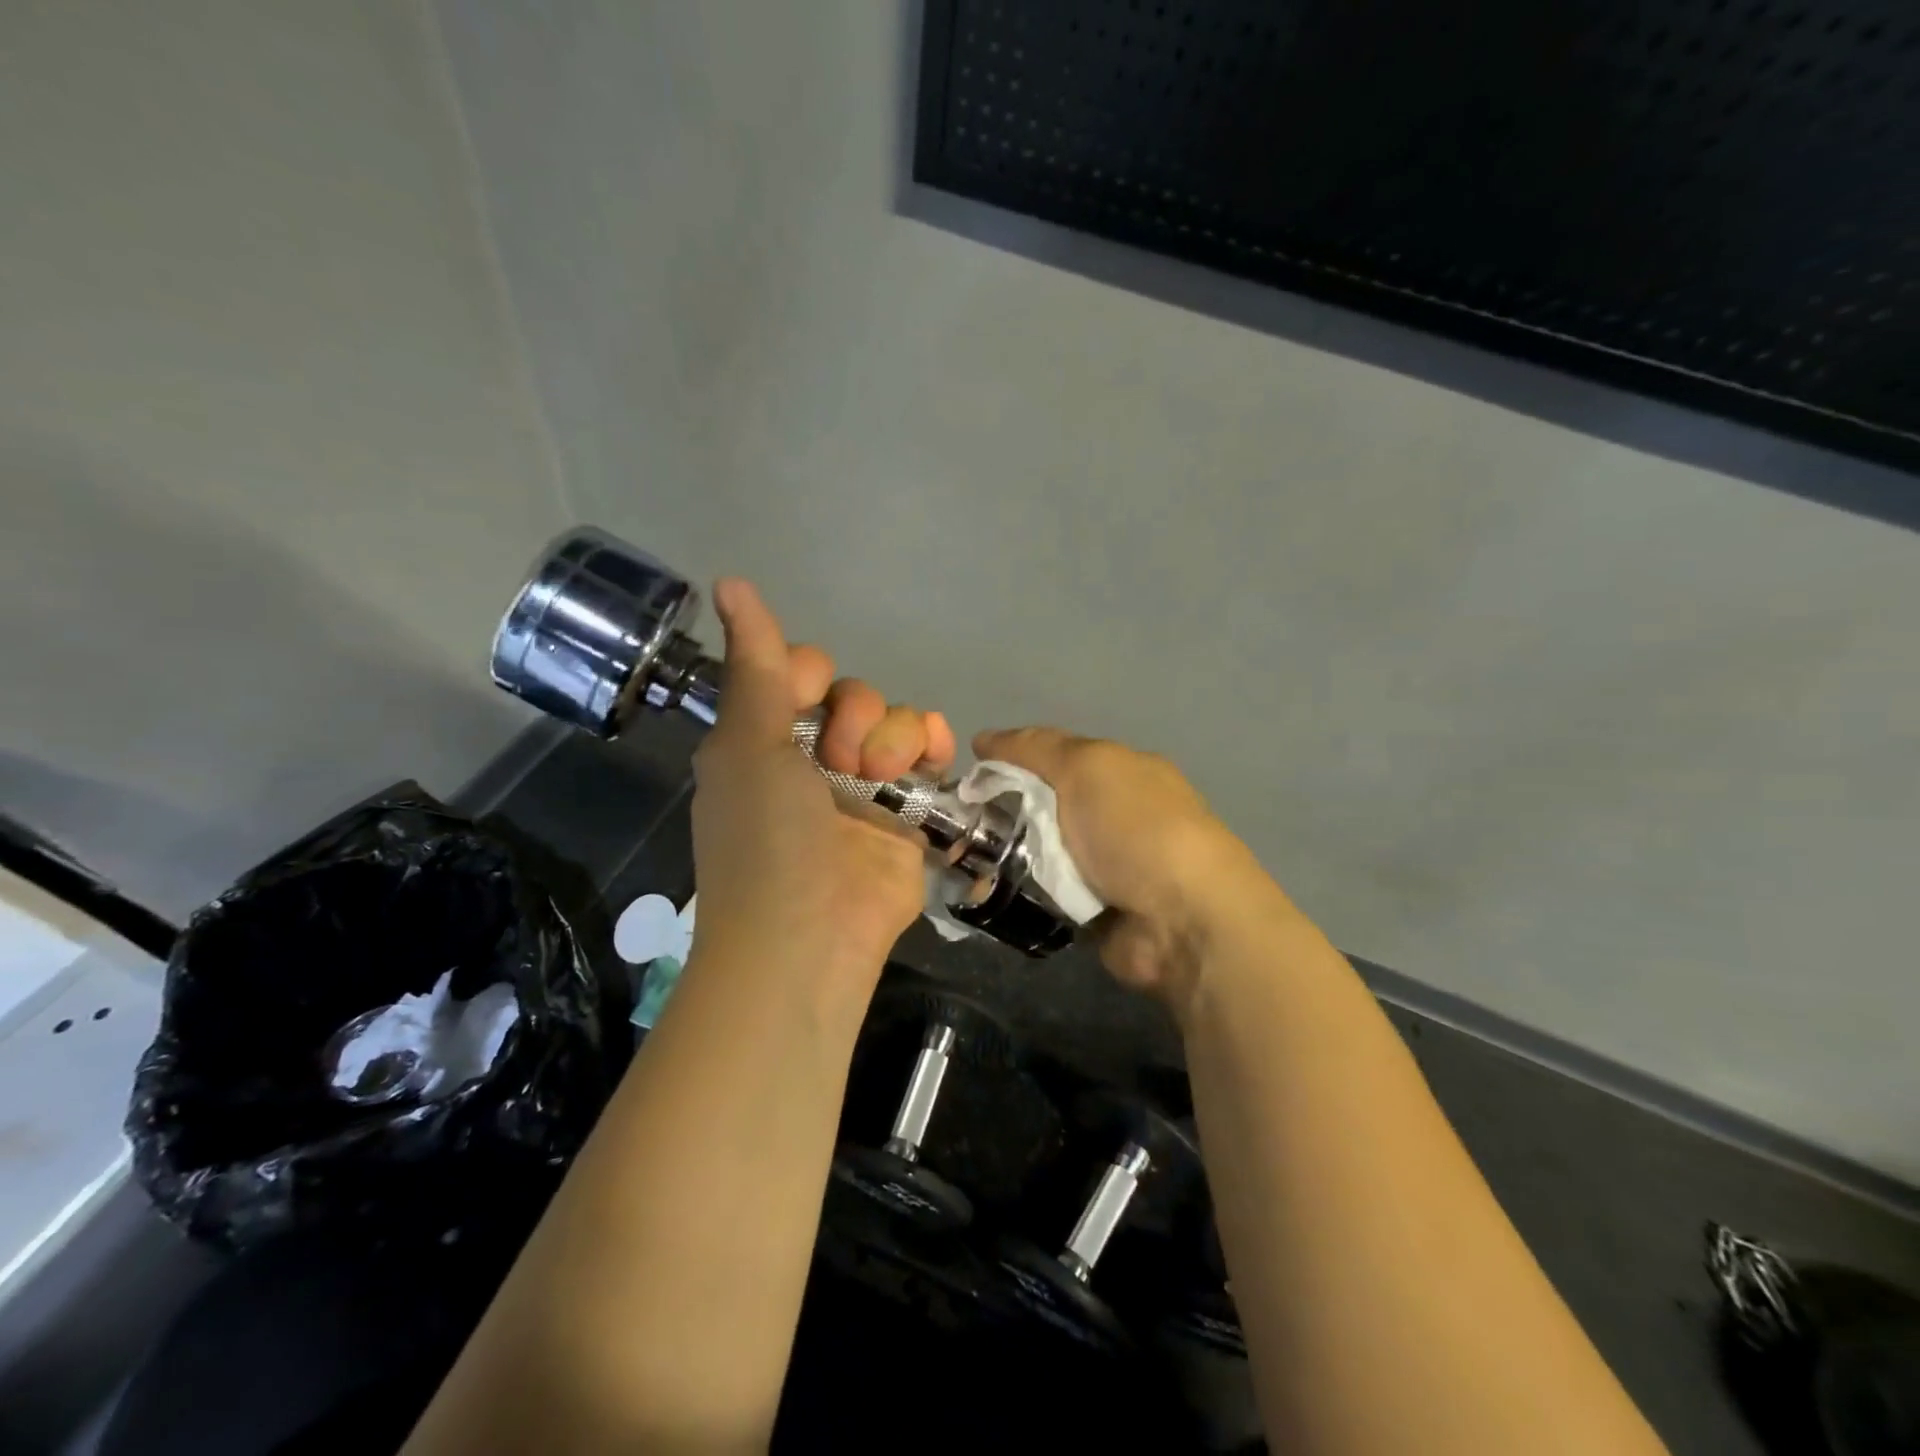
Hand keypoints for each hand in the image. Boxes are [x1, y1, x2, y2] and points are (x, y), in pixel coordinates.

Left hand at [687, 580, 951, 996]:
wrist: (810, 937)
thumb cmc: (767, 837)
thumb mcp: (750, 744)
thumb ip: (753, 664)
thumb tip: (729, 581)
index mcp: (765, 737)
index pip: (799, 670)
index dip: (810, 674)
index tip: (806, 698)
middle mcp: (813, 755)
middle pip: (853, 692)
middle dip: (855, 713)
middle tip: (842, 759)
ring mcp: (863, 784)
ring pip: (893, 719)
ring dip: (892, 733)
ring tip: (881, 775)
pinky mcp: (906, 809)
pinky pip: (927, 753)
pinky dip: (932, 743)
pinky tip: (931, 755)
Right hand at [973, 728, 1284, 1014]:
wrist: (1181, 919)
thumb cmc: (1135, 827)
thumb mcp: (1086, 766)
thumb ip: (1035, 748)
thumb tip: (984, 739)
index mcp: (1120, 772)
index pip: (1054, 754)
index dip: (1010, 758)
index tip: (967, 772)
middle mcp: (1114, 815)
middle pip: (1042, 804)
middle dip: (1001, 811)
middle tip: (956, 823)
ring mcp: (1105, 865)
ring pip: (1038, 851)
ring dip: (1004, 855)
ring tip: (960, 861)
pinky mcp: (1092, 911)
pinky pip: (1043, 893)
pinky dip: (1018, 892)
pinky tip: (983, 891)